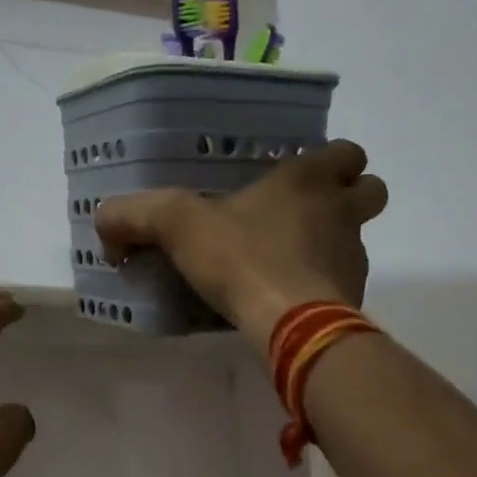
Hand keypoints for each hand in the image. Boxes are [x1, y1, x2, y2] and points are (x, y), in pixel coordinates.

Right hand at [94, 141, 387, 349]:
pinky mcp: (353, 298)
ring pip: (359, 238)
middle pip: (370, 190)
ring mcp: (354, 257)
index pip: (347, 152)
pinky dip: (324, 285)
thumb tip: (106, 226)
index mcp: (308, 181)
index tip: (298, 178)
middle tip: (305, 214)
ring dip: (333, 243)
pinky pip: (345, 282)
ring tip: (289, 261)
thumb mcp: (176, 226)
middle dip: (348, 197)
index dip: (331, 161)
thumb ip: (133, 215)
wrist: (291, 324)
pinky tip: (289, 299)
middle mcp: (341, 212)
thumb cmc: (242, 259)